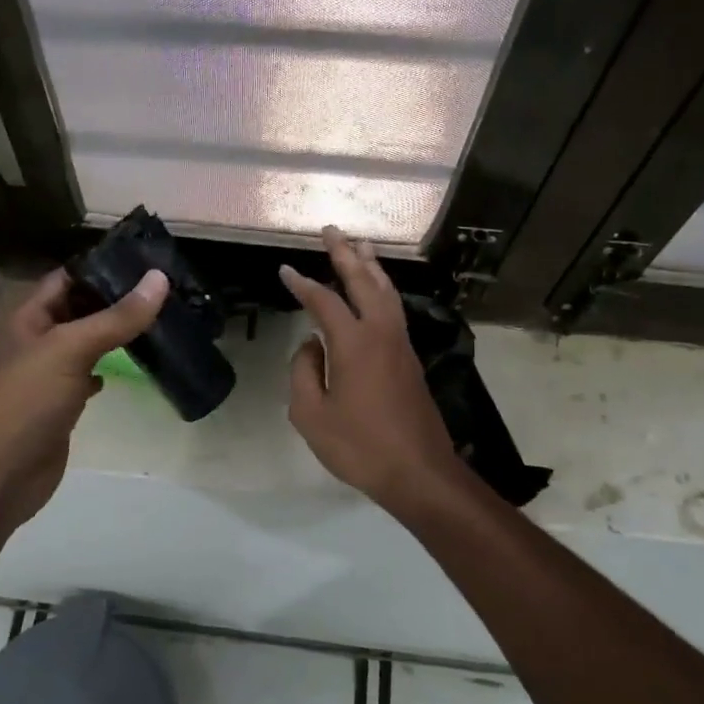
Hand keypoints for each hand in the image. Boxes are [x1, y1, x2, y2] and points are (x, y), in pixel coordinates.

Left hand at [0, 268, 167, 539]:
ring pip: (86, 343)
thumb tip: (159, 278)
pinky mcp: (60, 404)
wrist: (0, 474)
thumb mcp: (71, 349)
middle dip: (115, 300)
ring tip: (160, 320)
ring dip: (115, 334)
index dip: (101, 267)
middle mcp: (36, 340)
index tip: (146, 261)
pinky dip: (108, 368)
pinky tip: (133, 365)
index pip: (67, 278)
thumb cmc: (28, 401)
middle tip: (165, 290)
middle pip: (78, 309)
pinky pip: (87, 375)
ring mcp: (47, 374)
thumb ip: (116, 317)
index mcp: (27, 317)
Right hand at [281, 228, 462, 507]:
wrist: (418, 472)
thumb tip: (311, 345)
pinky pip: (395, 310)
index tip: (285, 269)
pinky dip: (383, 290)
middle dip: (345, 254)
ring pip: (386, 292)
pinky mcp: (410, 359)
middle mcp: (382, 333)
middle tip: (332, 231)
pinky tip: (377, 291)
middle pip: (363, 281)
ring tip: (360, 245)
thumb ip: (303, 372)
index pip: (324, 302)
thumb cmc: (360, 446)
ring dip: (371, 266)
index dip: (302, 283)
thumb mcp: (311, 415)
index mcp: (354, 343)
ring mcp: (401, 345)